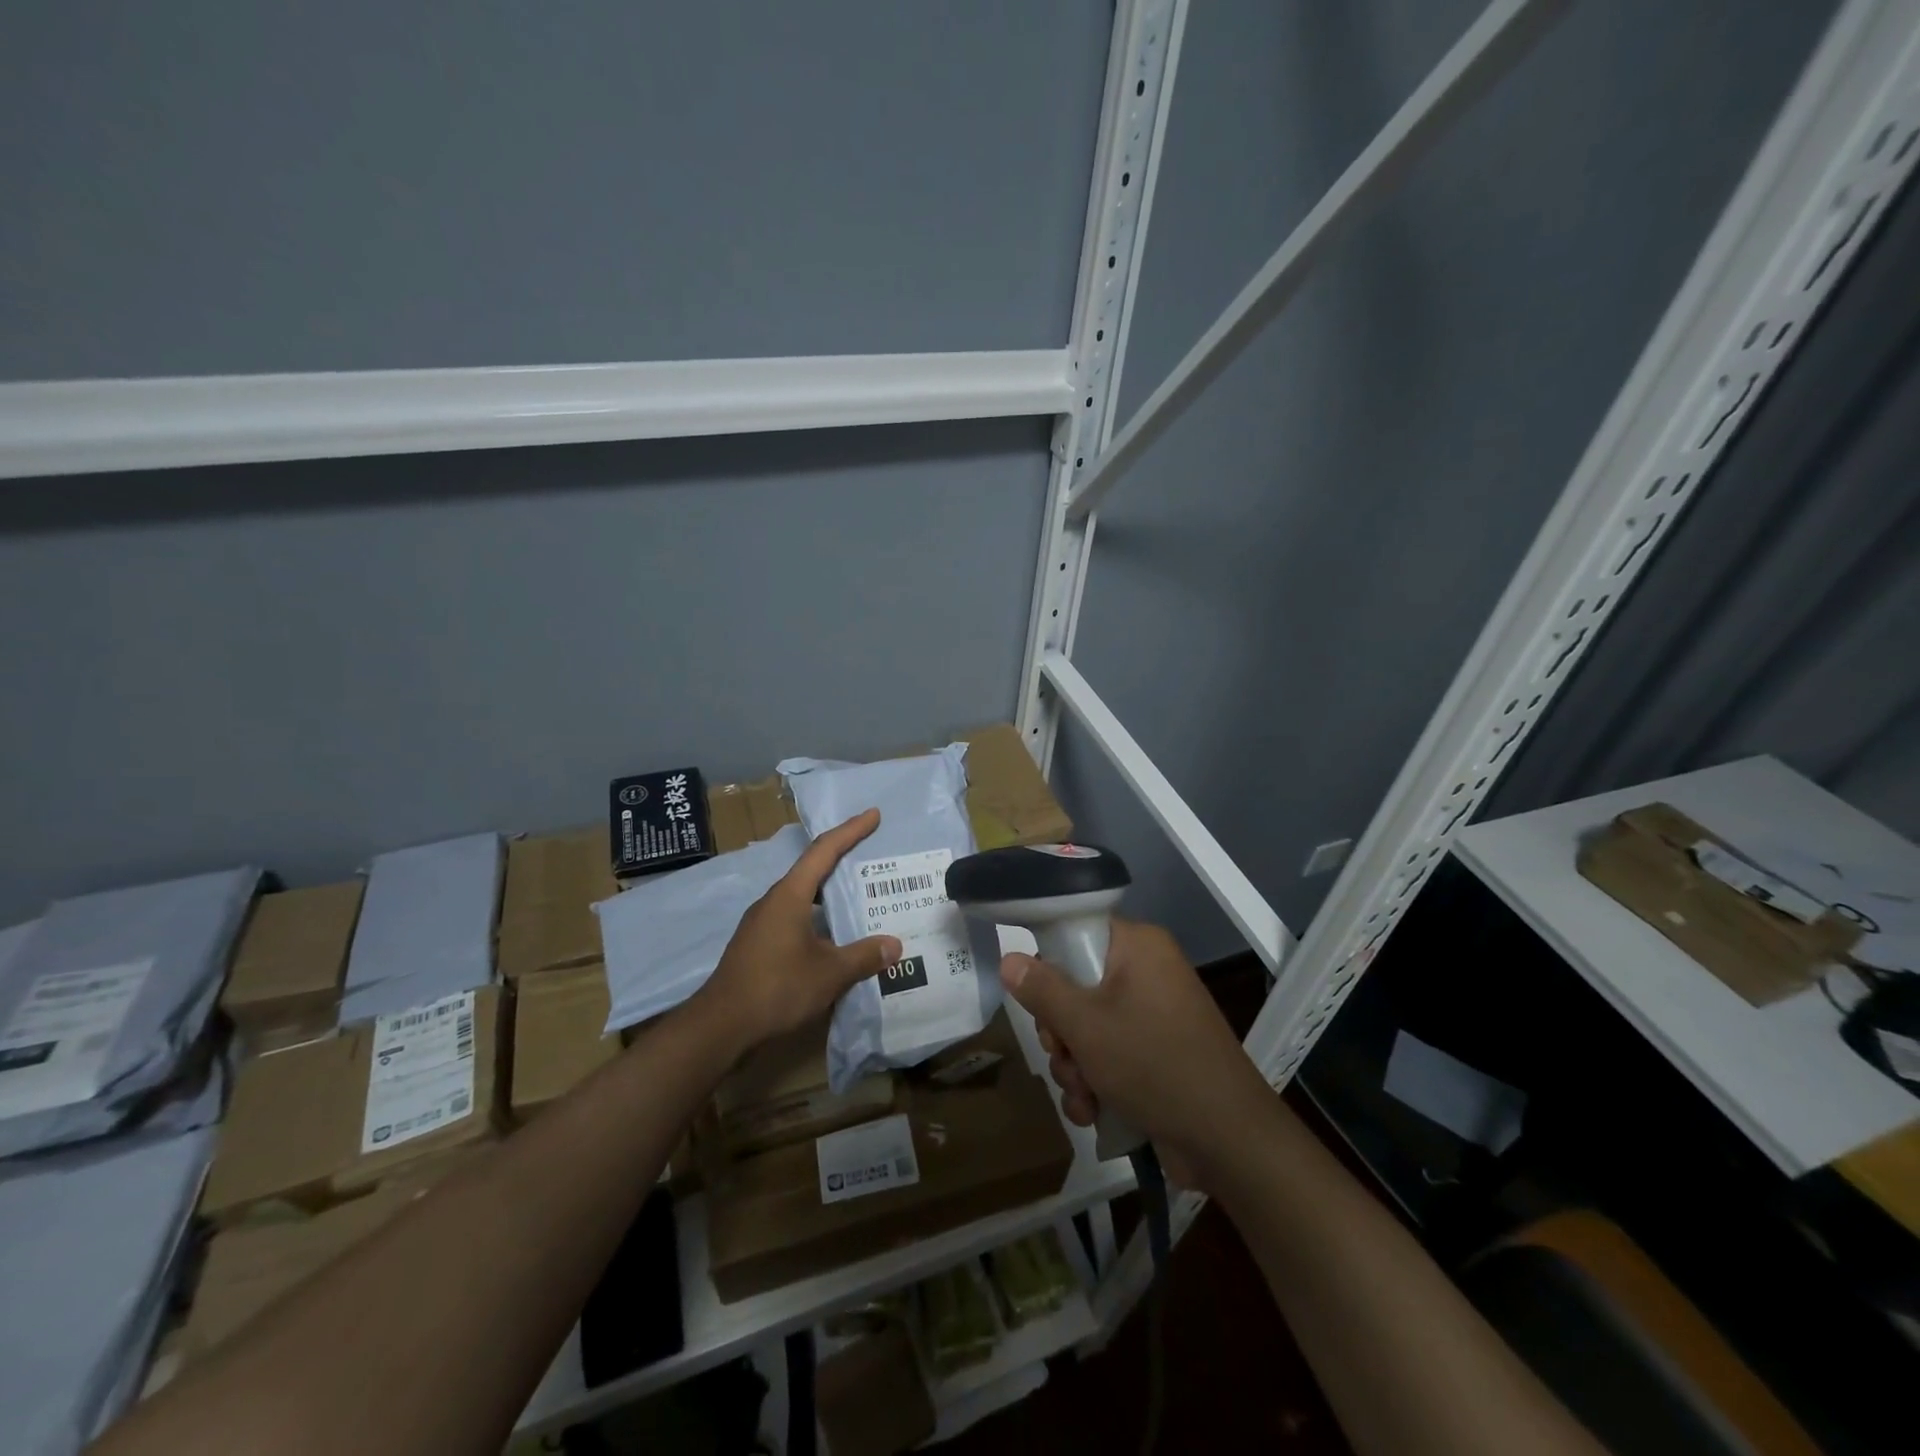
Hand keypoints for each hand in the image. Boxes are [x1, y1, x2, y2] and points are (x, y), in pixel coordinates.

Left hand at [690, 809, 902, 1057]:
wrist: (720, 1026)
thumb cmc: (776, 988)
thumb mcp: (829, 973)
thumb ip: (864, 956)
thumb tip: (895, 945)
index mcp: (790, 895)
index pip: (824, 851)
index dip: (851, 831)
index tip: (873, 815)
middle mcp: (774, 901)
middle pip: (812, 870)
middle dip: (842, 859)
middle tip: (872, 854)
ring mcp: (762, 923)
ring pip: (803, 897)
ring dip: (830, 893)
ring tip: (860, 896)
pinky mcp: (758, 945)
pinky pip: (795, 918)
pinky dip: (818, 917)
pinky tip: (834, 936)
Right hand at [999, 918, 1272, 1189]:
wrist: (1228, 1141)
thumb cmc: (1154, 1065)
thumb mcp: (1087, 1026)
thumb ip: (1042, 990)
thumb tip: (1009, 958)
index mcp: (1138, 947)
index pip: (1077, 932)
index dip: (1050, 964)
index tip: (1039, 1000)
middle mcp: (1146, 973)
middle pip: (1076, 985)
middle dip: (1061, 1032)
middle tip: (1064, 1054)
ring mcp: (1152, 1016)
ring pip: (1087, 1028)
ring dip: (1074, 1066)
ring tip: (1084, 1094)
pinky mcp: (1155, 1055)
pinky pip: (1108, 1055)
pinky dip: (1095, 1083)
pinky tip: (1093, 1112)